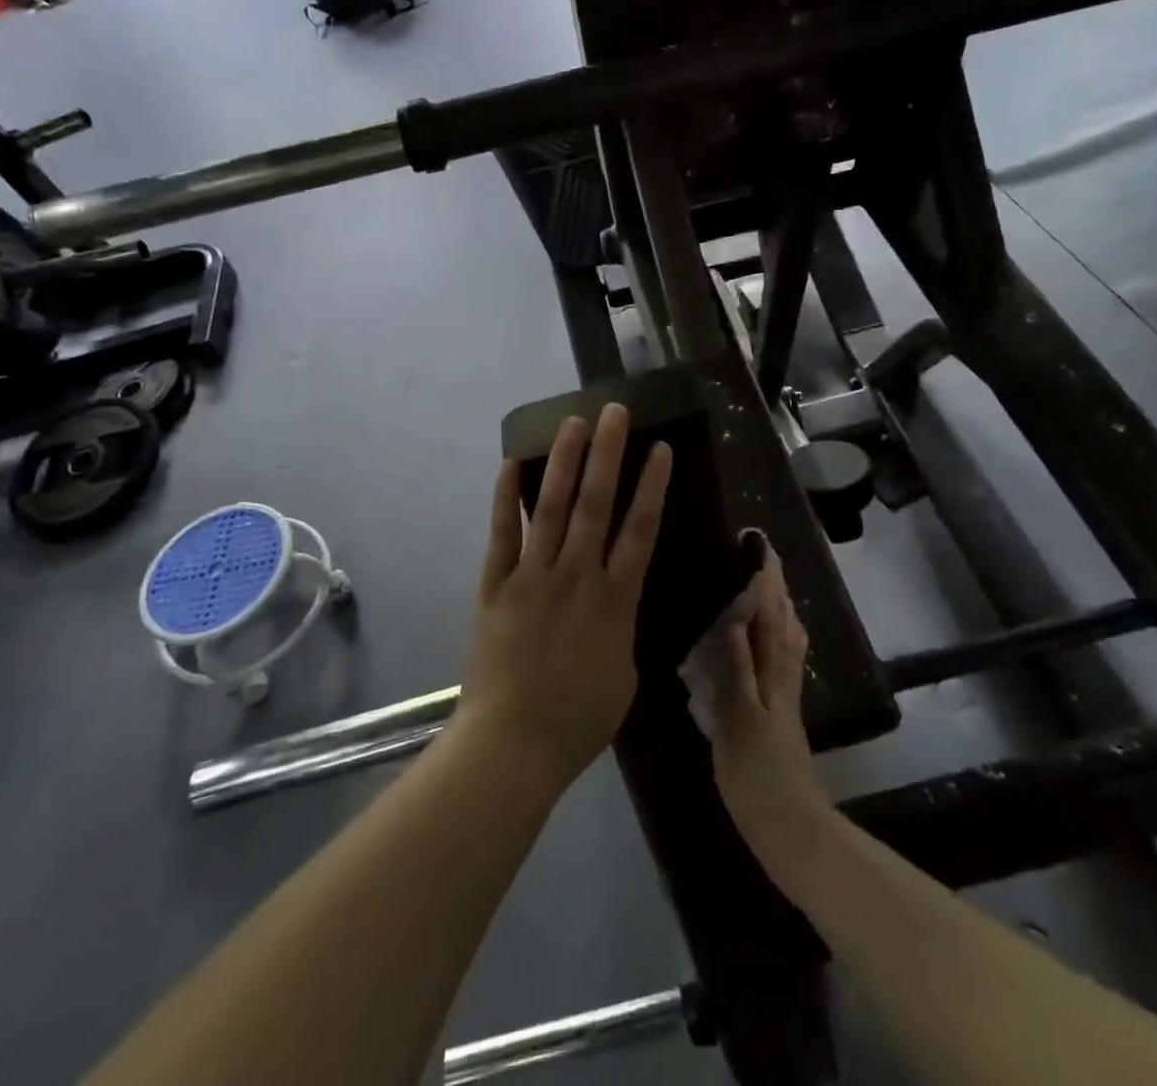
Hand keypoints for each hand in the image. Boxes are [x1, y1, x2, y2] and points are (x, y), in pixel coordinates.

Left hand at [455, 403, 672, 790]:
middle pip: (596, 504)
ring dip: (565, 462)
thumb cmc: (578, 718)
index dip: (652, 487)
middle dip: (608, 454)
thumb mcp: (624, 674)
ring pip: (553, 508)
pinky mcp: (496, 585)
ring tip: (574, 423)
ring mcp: (532, 577)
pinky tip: (511, 463)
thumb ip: (622, 626)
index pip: (640, 531)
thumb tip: (619, 598)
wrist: (513, 744)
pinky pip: (502, 534)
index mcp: (615, 600)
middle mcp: (576, 576)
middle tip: (615, 412)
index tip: (660, 449)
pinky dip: (506, 498)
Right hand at [681, 540, 832, 876]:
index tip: (759, 546)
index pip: (771, 617)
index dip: (766, 581)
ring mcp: (784, 695)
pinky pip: (782, 661)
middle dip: (776, 587)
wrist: (789, 827)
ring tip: (765, 587)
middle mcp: (782, 677)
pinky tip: (764, 641)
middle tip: (763, 557)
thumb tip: (734, 620)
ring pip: (786, 640)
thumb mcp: (737, 722)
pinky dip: (777, 638)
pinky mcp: (781, 713)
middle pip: (784, 623)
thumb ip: (736, 670)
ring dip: (779, 609)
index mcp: (771, 675)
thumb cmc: (757, 776)